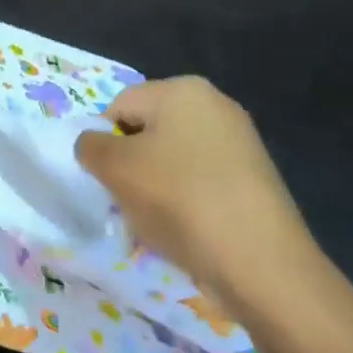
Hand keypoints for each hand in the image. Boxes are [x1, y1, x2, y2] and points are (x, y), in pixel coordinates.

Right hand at [75, 77, 315, 310]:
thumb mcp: (116, 169)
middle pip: (148, 132)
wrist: (261, 263)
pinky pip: (201, 182)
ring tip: (155, 227)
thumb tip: (94, 145)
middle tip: (127, 205)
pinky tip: (185, 235)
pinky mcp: (254, 178)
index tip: (106, 181)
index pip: (119, 107)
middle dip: (130, 168)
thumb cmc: (180, 200)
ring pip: (172, 160)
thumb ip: (91, 147)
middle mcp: (214, 104)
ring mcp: (239, 141)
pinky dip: (185, 204)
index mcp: (181, 89)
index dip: (104, 144)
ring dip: (154, 190)